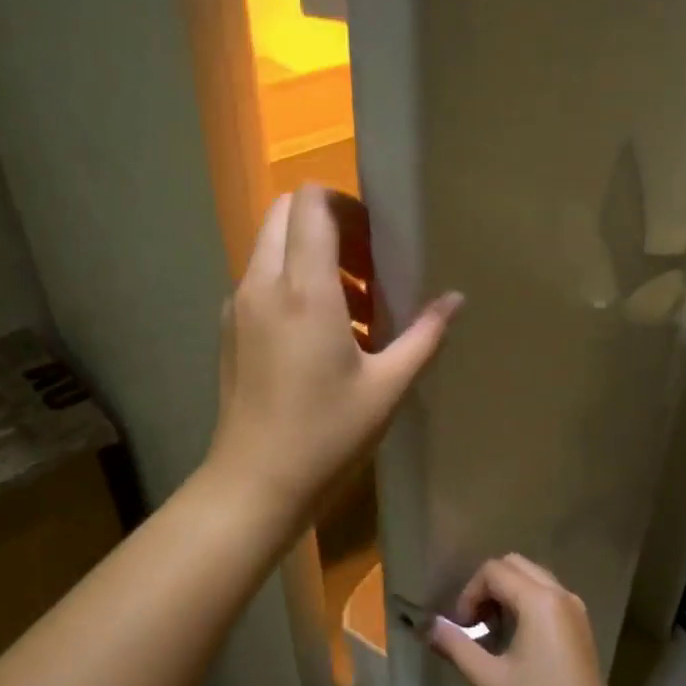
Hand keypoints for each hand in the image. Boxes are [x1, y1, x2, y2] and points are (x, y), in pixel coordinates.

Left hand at [207, 186, 460, 519]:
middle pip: (285, 212)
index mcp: (303, 289)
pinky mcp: (229, 328)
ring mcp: (238, 305)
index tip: (377, 241)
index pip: (311, 203)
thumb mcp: (388, 386)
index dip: (346, 204)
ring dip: (311, 256)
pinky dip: (291, 283)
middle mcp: (262, 283)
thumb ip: (424, 335)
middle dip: (328, 224)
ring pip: (270, 246)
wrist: (255, 482)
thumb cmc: (327, 434)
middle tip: (367, 267)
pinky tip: (322, 334)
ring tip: (354, 308)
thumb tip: (455, 299)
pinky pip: (260, 279)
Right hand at [430, 554, 625, 685]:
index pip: (494, 570)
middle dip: (488, 587)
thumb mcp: (488, 678)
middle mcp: (560, 594)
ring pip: (532, 577)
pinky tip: (517, 639)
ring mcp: (575, 608)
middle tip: (475, 623)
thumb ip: (456, 645)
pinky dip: (526, 602)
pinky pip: (547, 594)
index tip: (463, 627)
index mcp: (539, 600)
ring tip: (493, 631)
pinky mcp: (581, 624)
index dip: (470, 593)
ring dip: (507, 593)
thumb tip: (430, 626)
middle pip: (514, 565)